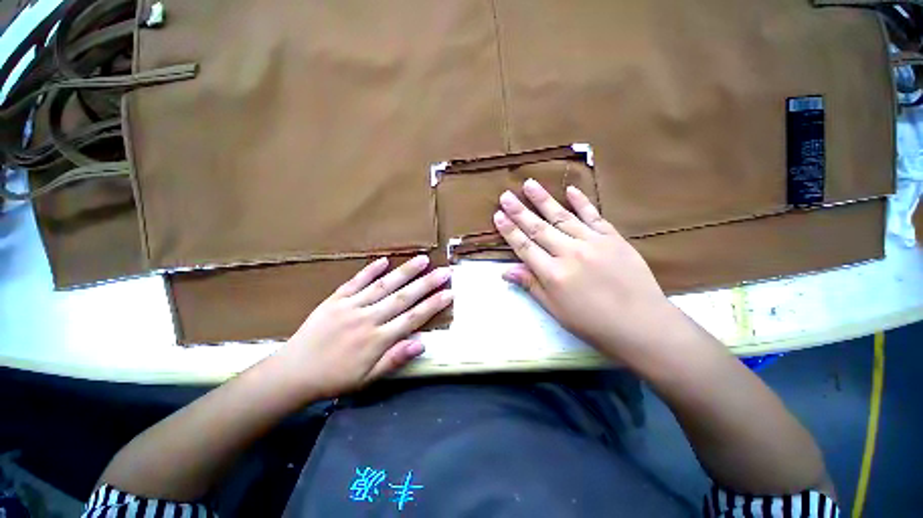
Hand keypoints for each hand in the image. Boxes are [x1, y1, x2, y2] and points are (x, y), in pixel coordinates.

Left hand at [274, 255, 451, 398]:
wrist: (293, 373)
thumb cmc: (335, 378)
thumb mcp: (368, 379)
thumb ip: (395, 359)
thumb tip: (422, 343)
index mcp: (377, 340)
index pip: (412, 318)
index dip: (433, 305)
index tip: (449, 293)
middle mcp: (368, 319)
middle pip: (403, 298)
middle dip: (426, 284)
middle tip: (444, 271)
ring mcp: (351, 306)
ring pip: (384, 286)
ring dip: (405, 272)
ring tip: (423, 259)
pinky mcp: (335, 299)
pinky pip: (355, 282)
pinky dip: (370, 270)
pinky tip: (384, 260)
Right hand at [493, 179, 691, 365]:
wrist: (642, 324)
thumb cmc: (592, 323)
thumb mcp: (555, 310)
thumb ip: (531, 286)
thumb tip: (505, 271)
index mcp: (553, 274)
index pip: (524, 247)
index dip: (509, 231)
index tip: (498, 215)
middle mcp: (569, 253)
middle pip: (539, 228)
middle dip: (519, 211)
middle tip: (506, 195)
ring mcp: (592, 242)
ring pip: (562, 217)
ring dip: (543, 200)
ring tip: (529, 184)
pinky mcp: (613, 238)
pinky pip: (593, 216)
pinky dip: (581, 202)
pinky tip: (570, 190)